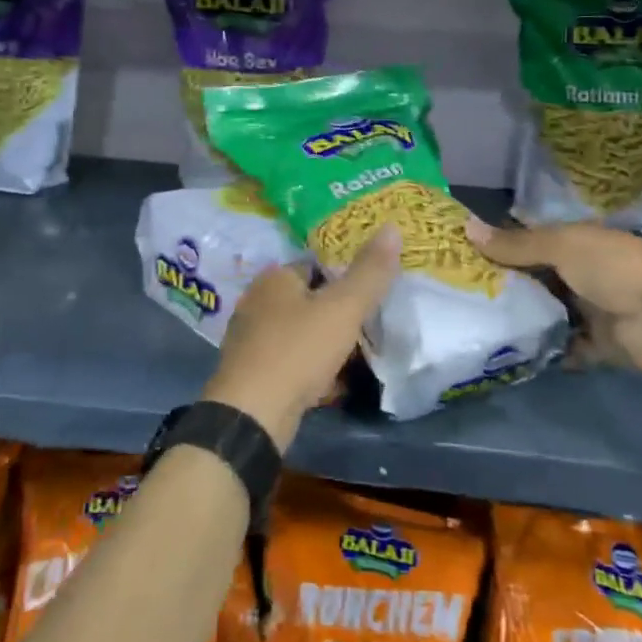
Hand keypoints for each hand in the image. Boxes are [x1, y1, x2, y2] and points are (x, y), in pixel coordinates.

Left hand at [203, 225, 401, 448]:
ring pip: (298, 331)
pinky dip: (309, 367)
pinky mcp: (250, 370)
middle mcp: (256, 301)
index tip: (369, 296)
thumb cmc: (298, 350)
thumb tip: (391, 226)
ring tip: (353, 357)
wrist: (252, 414)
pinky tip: (329, 384)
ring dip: (323, 342)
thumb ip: (369, 271)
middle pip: (307, 299)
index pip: (315, 264)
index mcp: (274, 278)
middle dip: (334, 312)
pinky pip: (289, 359)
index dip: (344, 277)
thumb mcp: (343, 308)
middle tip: (366, 328)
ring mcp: (249, 337)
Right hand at [464, 217, 641, 379]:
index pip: (537, 239)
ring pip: (551, 312)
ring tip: (482, 324)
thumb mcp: (560, 246)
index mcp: (582, 241)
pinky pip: (566, 346)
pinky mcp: (601, 344)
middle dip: (510, 285)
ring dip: (527, 318)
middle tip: (467, 293)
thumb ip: (515, 243)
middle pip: (541, 277)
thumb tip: (466, 227)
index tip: (468, 255)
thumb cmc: (614, 269)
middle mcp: (588, 271)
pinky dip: (547, 349)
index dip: (506, 245)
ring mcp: (596, 309)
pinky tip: (514, 352)